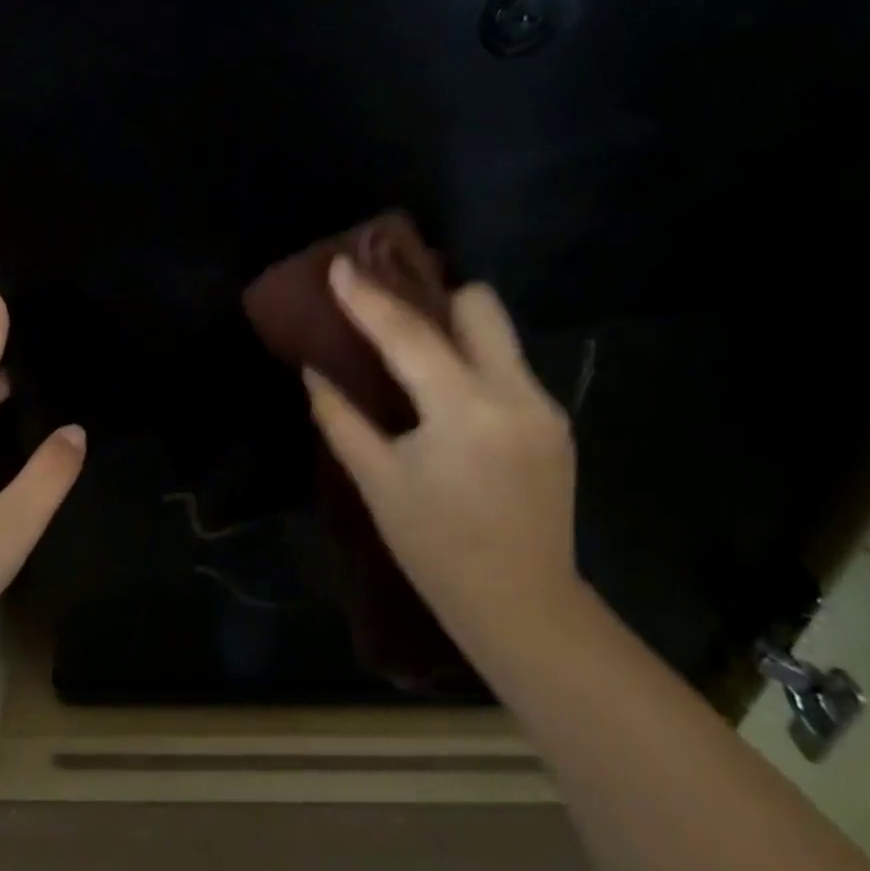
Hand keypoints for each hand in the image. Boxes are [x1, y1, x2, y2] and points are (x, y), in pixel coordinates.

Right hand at [303, 257, 577, 644]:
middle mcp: (515, 393)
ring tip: (417, 354)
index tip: (341, 265)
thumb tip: (314, 372)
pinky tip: (449, 401)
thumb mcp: (378, 483)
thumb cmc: (436, 548)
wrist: (522, 605)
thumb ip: (342, 420)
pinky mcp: (555, 423)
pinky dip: (474, 367)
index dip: (368, 298)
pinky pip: (509, 370)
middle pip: (481, 307)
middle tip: (394, 314)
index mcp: (464, 410)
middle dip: (435, 299)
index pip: (409, 335)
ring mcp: (544, 407)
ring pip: (499, 336)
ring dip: (455, 333)